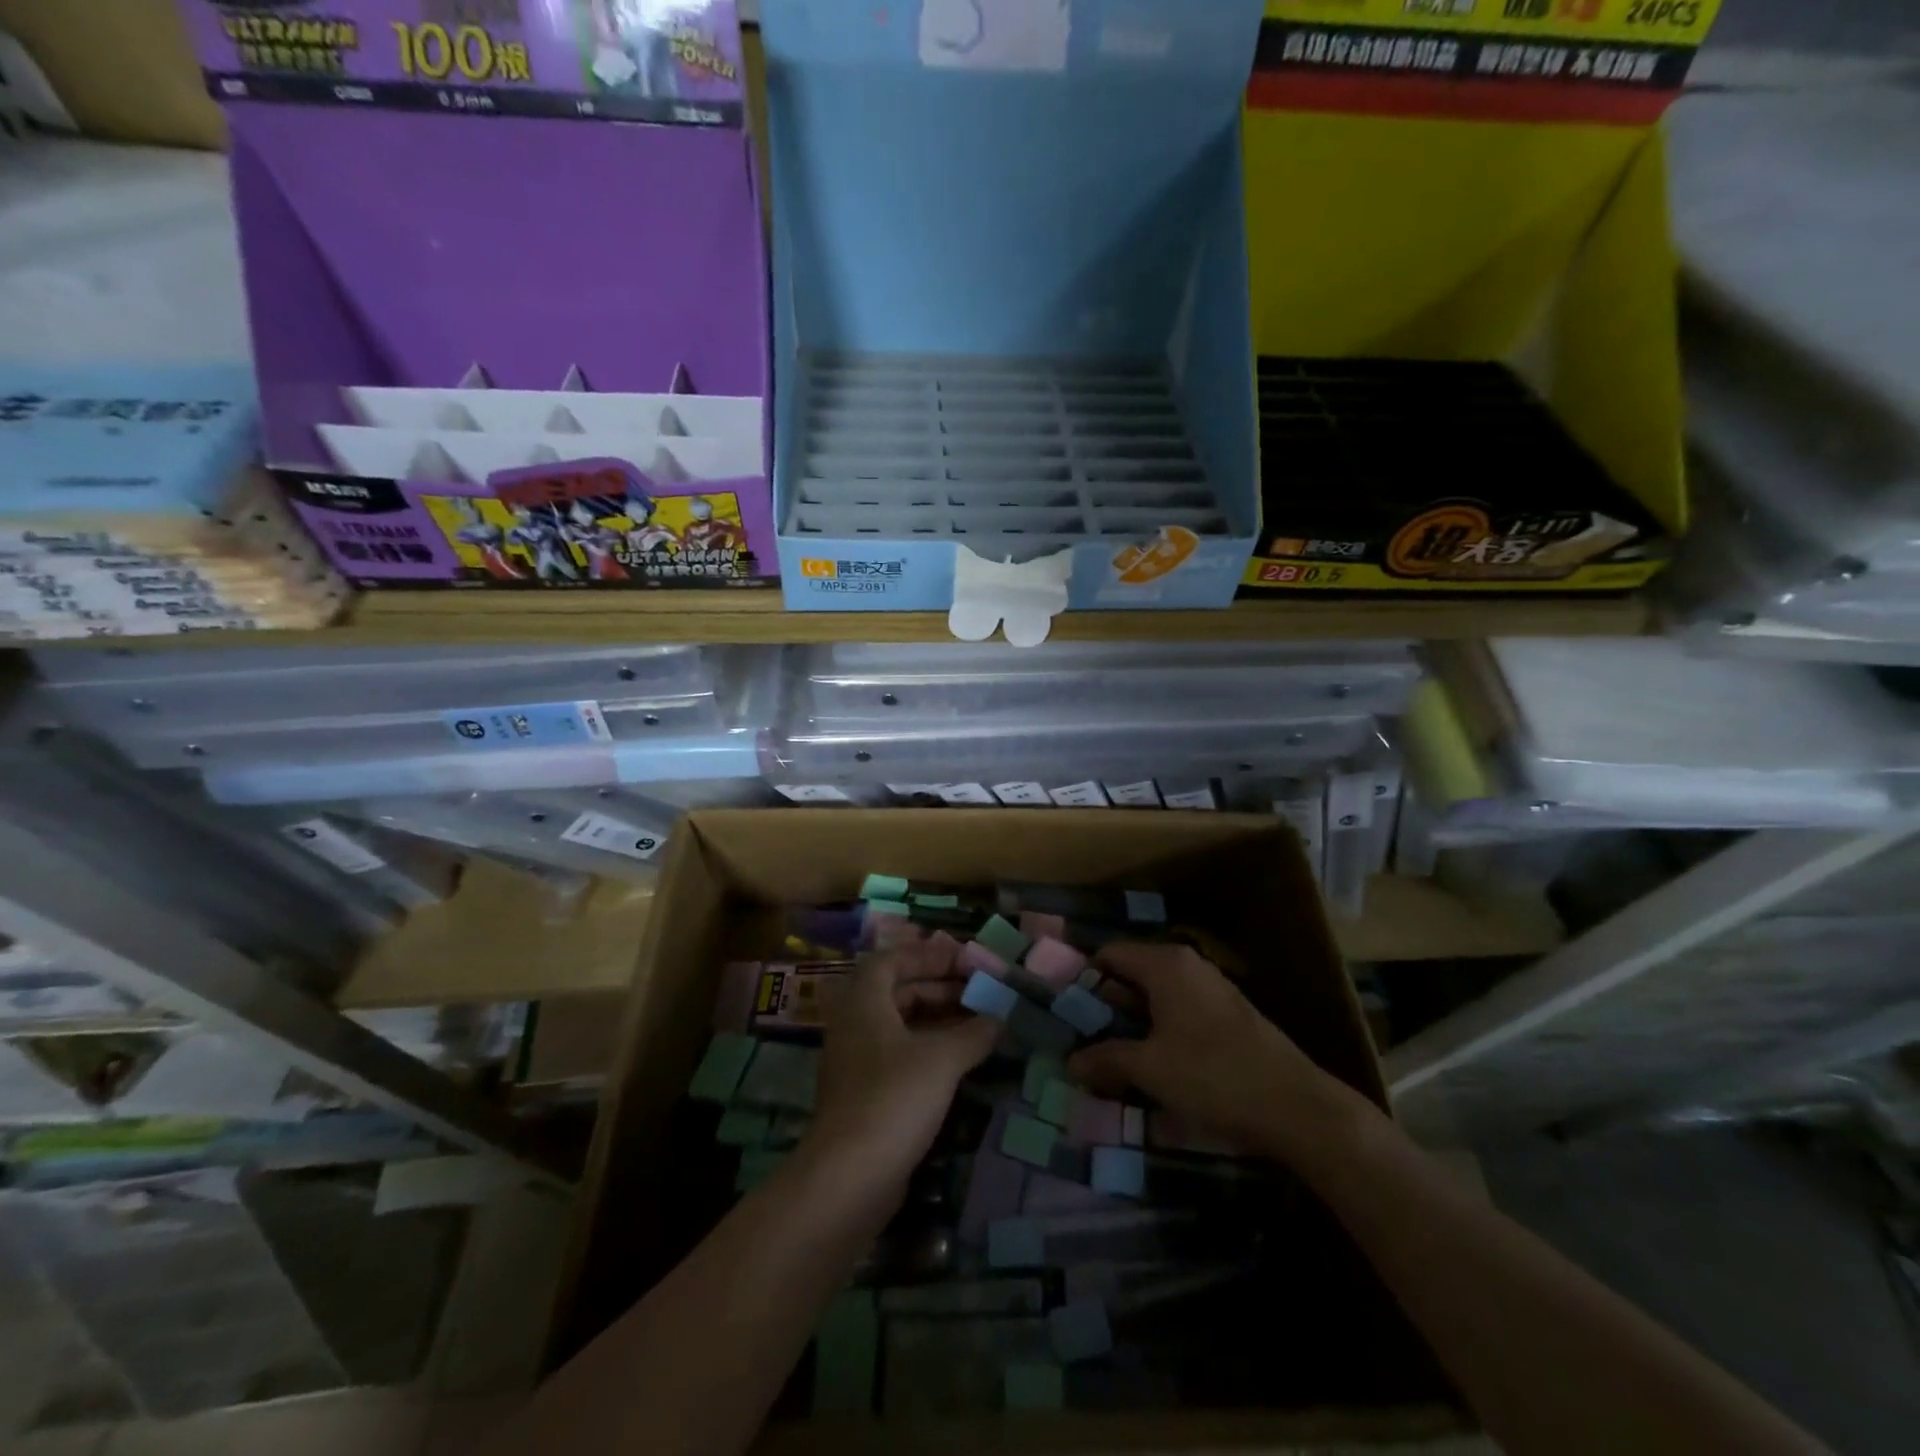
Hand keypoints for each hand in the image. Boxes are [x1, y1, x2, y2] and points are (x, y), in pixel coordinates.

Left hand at [805, 935, 998, 1185]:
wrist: (849, 1177)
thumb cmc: (894, 1098)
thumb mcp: (942, 1059)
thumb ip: (974, 1033)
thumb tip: (1000, 1018)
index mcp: (864, 1002)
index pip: (891, 960)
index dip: (926, 954)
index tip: (961, 959)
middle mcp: (855, 1025)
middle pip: (896, 991)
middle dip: (938, 987)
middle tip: (977, 991)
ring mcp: (857, 1062)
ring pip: (900, 1026)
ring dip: (937, 1020)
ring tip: (978, 1023)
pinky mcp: (864, 1095)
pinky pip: (898, 1056)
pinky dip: (928, 1049)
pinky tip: (960, 1062)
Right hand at [1067, 943, 1372, 1166]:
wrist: (1297, 1106)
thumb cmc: (1213, 1075)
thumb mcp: (1150, 1069)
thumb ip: (1106, 1060)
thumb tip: (1070, 1062)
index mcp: (1165, 964)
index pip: (1109, 954)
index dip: (1083, 979)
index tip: (1065, 1012)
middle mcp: (1187, 965)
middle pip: (1131, 974)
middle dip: (1105, 1007)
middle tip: (1080, 1040)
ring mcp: (1211, 989)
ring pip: (1155, 997)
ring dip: (1132, 1023)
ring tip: (1110, 1058)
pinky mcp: (1228, 1015)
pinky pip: (1178, 1012)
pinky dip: (1158, 1031)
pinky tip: (1152, 1065)